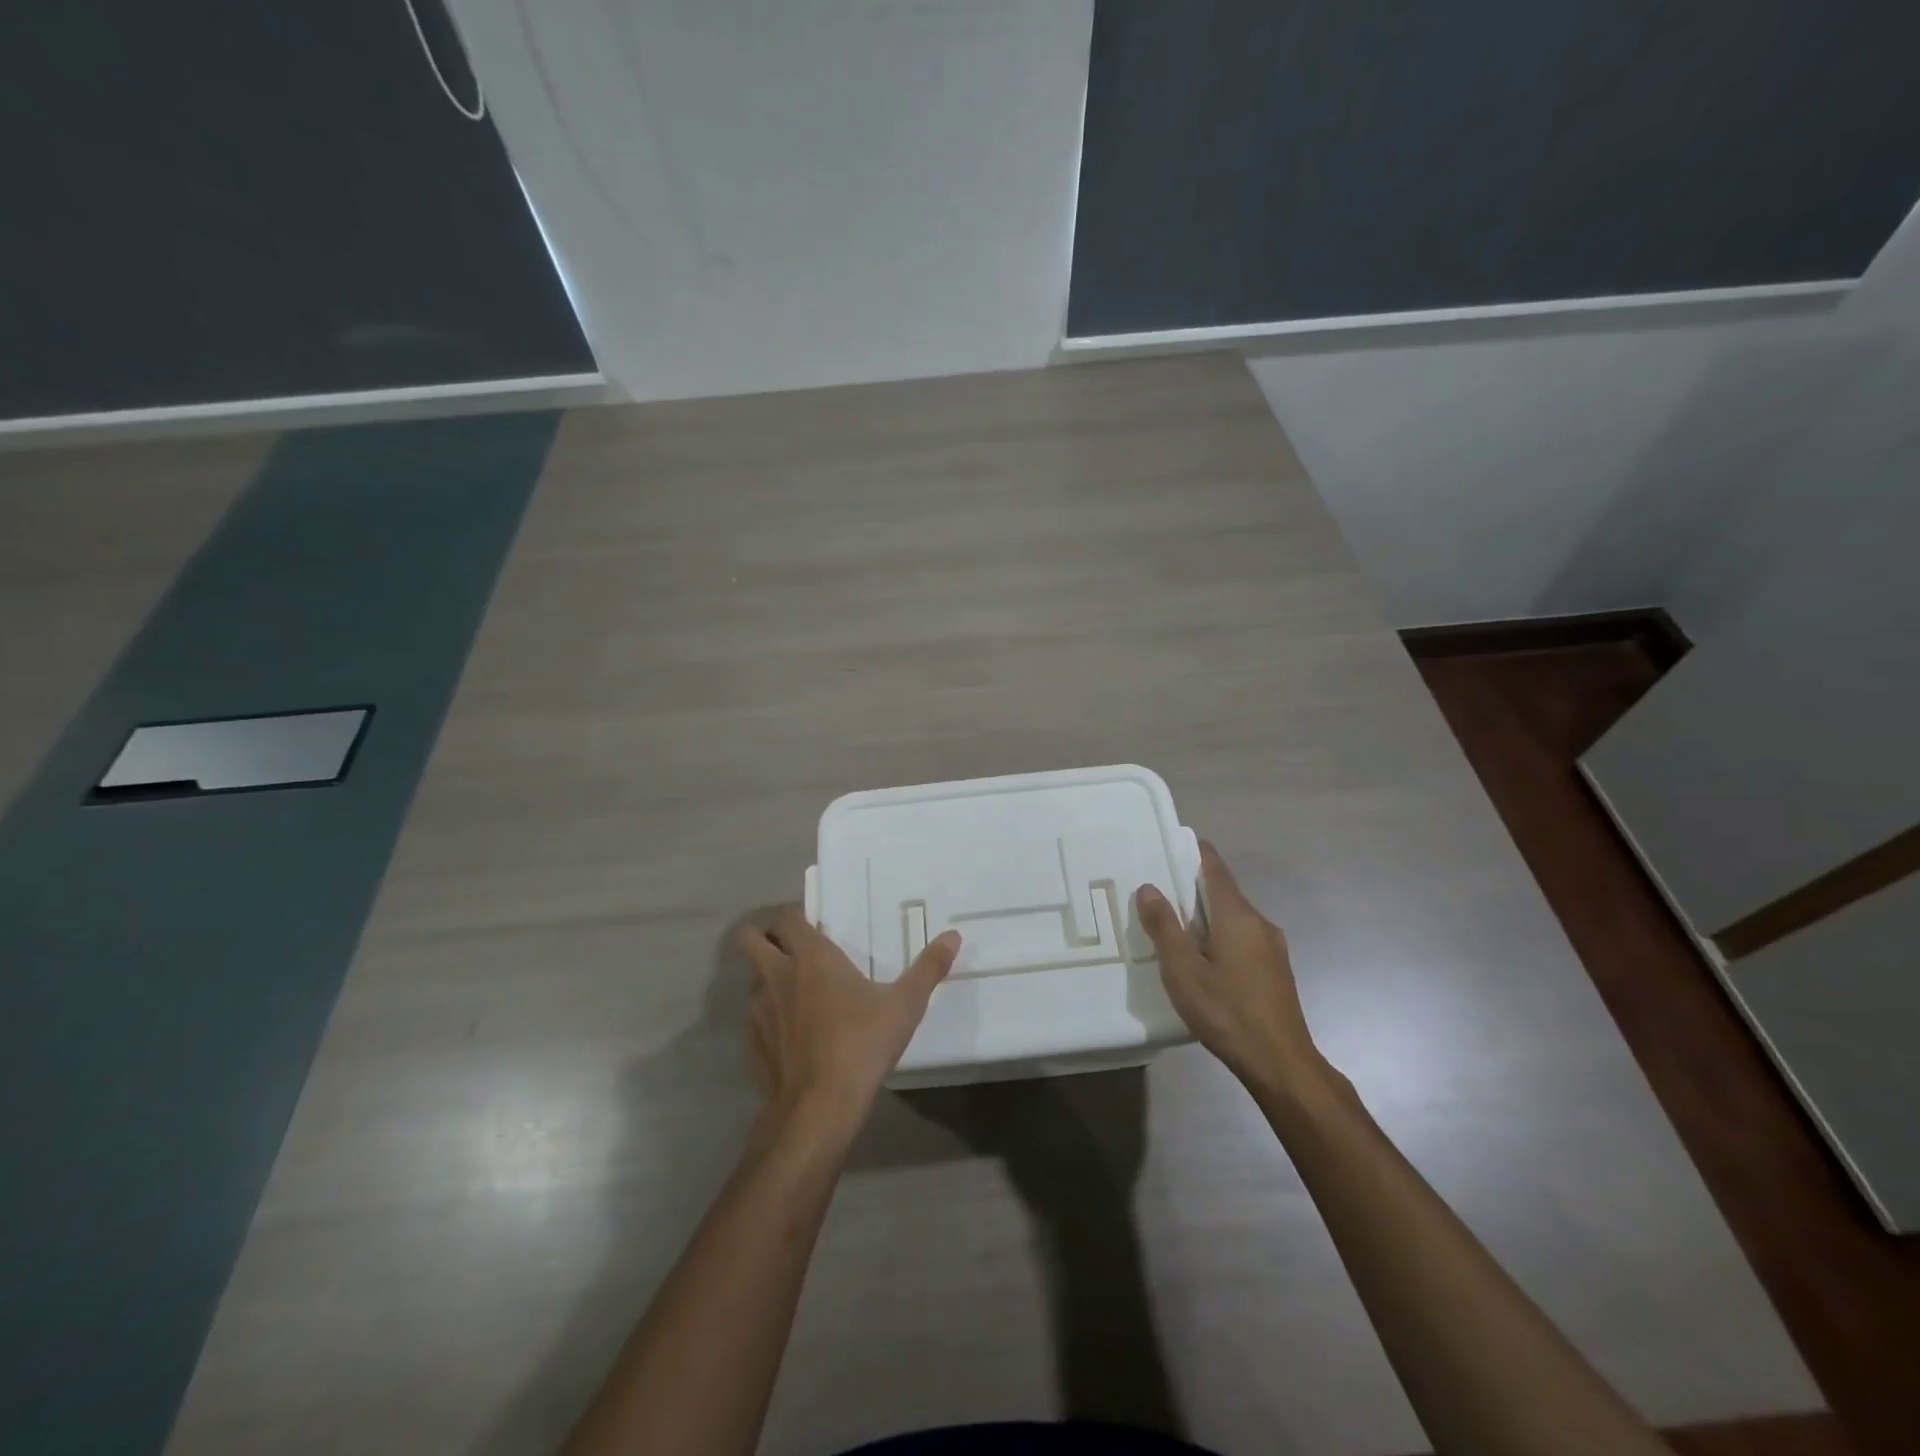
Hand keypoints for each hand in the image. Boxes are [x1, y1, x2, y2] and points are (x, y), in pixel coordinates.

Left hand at [734, 906, 959, 1143]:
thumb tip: (953, 936)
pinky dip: (767, 1017)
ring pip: (751, 978)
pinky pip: (753, 1017)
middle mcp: (777, 975)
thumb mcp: (905, 1005)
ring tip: (796, 993)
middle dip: (763, 937)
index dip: (795, 916)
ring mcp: (758, 1010)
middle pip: (748, 939)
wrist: (818, 1108)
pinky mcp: (752, 1044)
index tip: (814, 924)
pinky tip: (792, 1035)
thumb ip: (928, 968)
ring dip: (767, 977)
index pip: (787, 918)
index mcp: (811, 957)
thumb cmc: (862, 1044)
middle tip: (792, 949)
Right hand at [1136, 842, 1322, 1095]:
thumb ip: (1164, 927)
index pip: (1215, 867)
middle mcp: (1259, 922)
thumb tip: (1149, 887)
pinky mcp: (1274, 970)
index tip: (1169, 843)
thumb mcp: (1183, 971)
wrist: (1281, 1063)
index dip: (1194, 851)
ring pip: (1232, 917)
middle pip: (1223, 891)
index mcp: (1237, 916)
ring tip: (1173, 924)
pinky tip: (1201, 957)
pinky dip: (1218, 934)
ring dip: (1204, 914)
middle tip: (1157, 888)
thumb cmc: (1227, 1011)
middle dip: (1191, 885)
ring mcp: (1271, 947)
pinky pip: (1241, 937)